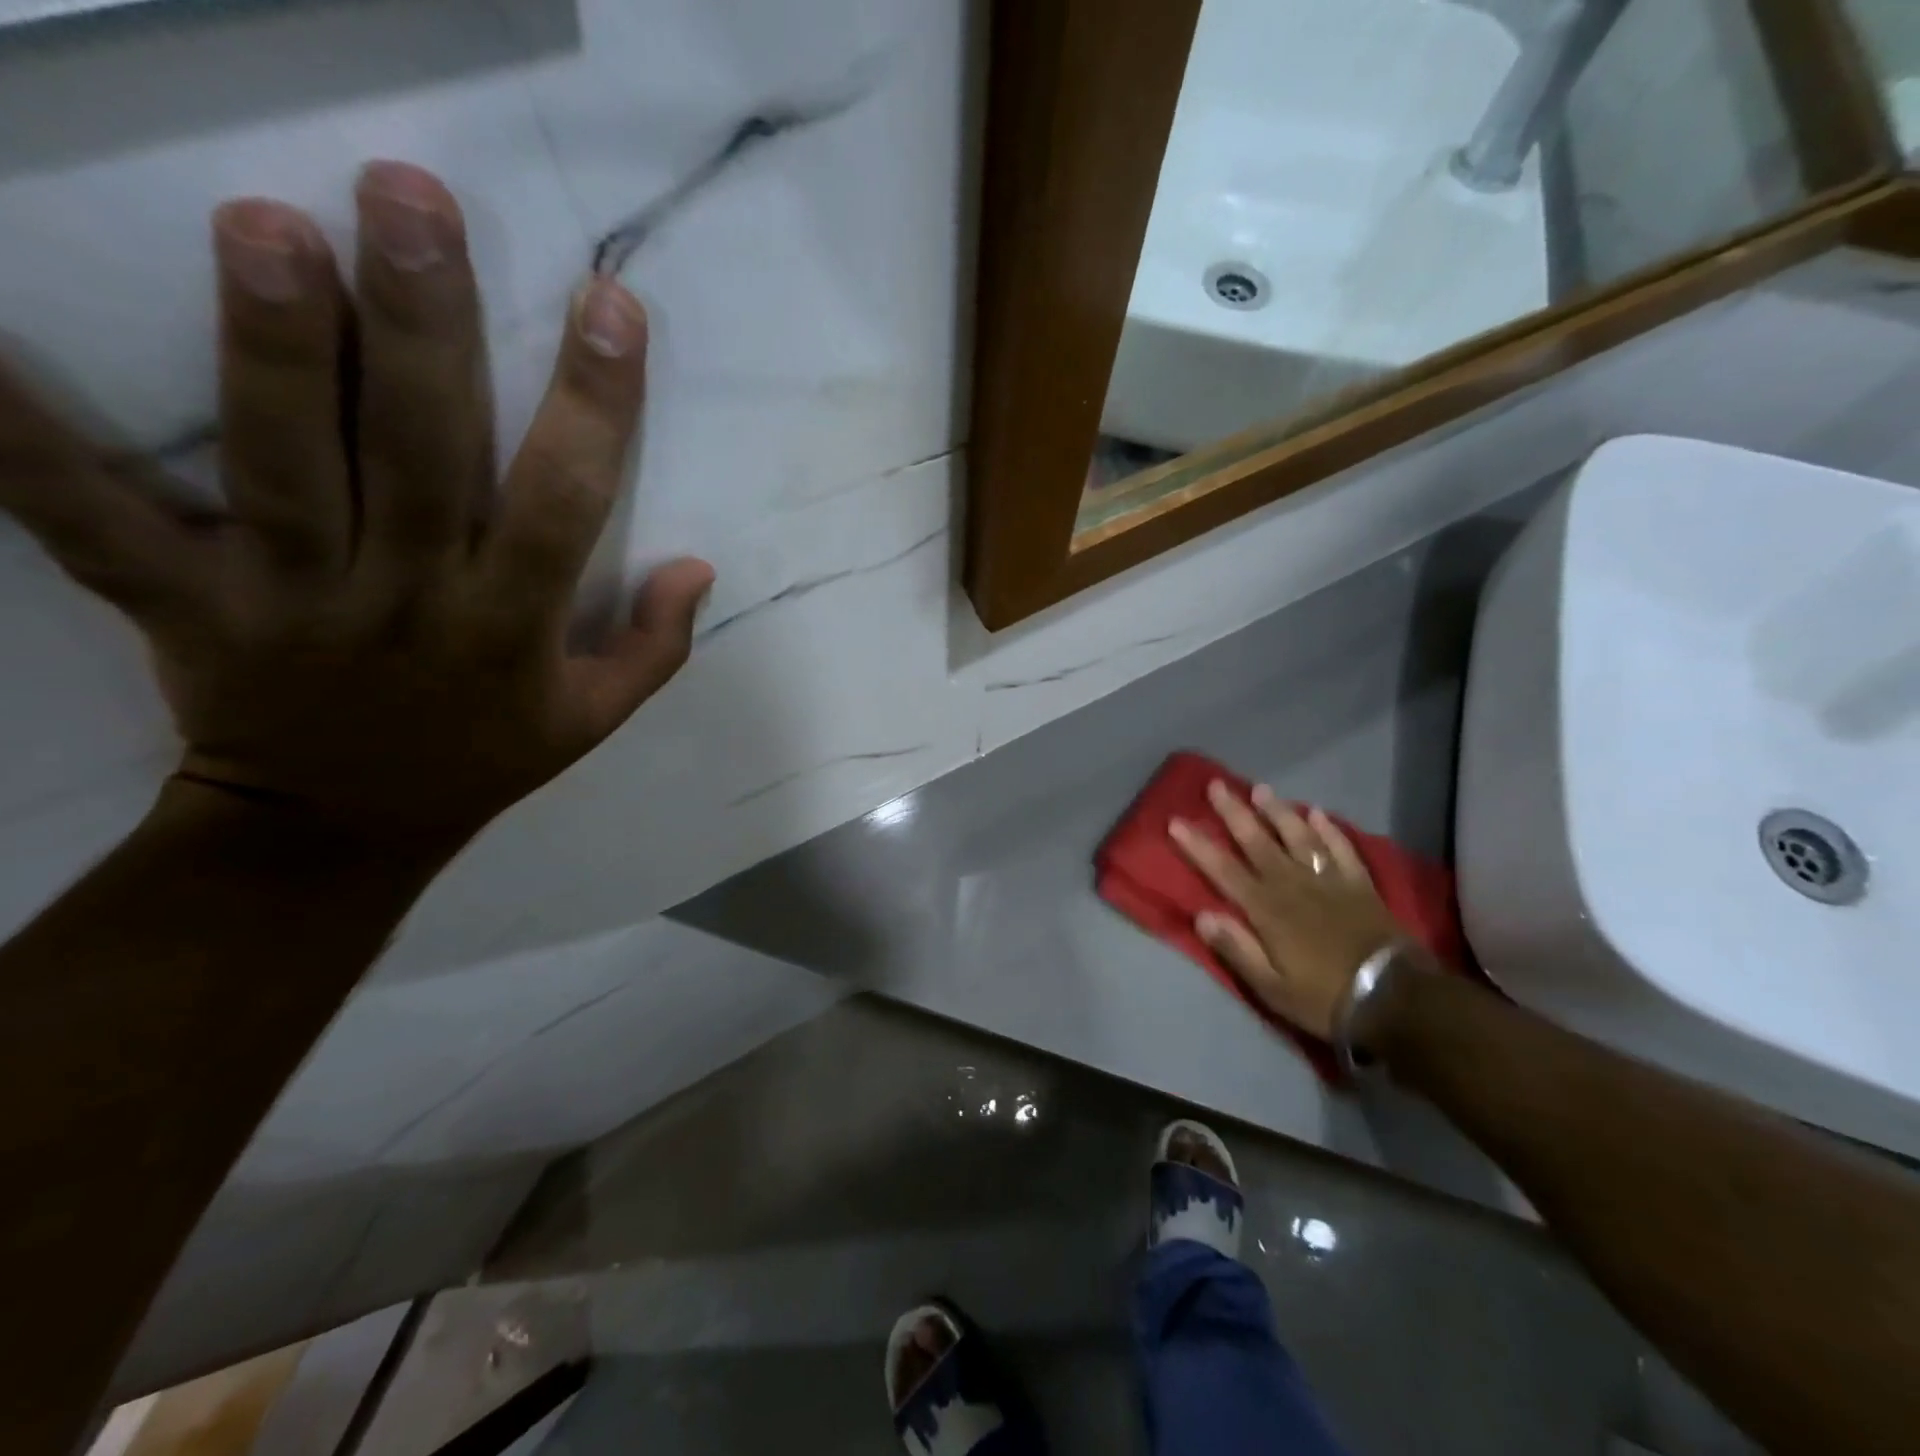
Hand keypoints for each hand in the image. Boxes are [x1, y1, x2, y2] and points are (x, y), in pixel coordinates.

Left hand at [0, 162, 711, 847]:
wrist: (340, 828)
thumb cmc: (485, 757)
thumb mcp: (594, 719)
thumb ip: (656, 647)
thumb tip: (697, 566)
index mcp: (513, 627)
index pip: (566, 504)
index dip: (594, 406)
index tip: (610, 306)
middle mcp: (412, 600)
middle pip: (422, 459)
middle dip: (426, 331)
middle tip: (412, 200)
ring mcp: (293, 600)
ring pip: (285, 468)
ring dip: (276, 350)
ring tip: (267, 225)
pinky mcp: (186, 606)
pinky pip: (95, 522)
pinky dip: (22, 434)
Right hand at [1169, 781, 1404, 1039]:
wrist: (1398, 1000)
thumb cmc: (1325, 998)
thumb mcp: (1272, 987)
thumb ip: (1236, 949)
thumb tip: (1202, 915)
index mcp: (1266, 910)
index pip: (1223, 870)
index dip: (1198, 846)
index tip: (1176, 821)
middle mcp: (1293, 885)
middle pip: (1257, 842)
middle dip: (1234, 813)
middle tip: (1217, 785)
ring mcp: (1328, 881)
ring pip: (1298, 837)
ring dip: (1278, 812)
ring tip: (1261, 789)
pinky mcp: (1360, 885)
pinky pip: (1341, 849)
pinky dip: (1329, 830)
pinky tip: (1319, 813)